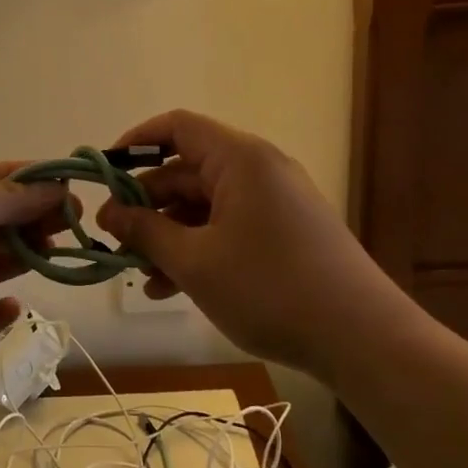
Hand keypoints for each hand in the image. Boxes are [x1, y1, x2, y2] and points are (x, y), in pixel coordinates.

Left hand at [0, 163, 66, 388]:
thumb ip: (4, 196)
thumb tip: (57, 187)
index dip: (33, 179)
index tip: (73, 185)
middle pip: (4, 217)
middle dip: (39, 215)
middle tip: (75, 222)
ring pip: (2, 261)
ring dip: (31, 254)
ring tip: (61, 252)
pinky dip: (4, 311)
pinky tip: (18, 305)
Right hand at [97, 110, 397, 370]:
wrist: (364, 339)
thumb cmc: (270, 289)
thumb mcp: (195, 262)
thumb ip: (146, 231)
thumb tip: (109, 213)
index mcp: (239, 159)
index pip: (176, 127)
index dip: (135, 143)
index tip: (104, 174)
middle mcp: (258, 170)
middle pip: (187, 171)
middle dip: (146, 204)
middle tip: (112, 237)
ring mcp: (274, 202)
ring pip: (205, 205)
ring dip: (168, 234)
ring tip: (138, 272)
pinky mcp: (285, 233)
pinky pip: (228, 227)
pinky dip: (198, 248)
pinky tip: (171, 287)